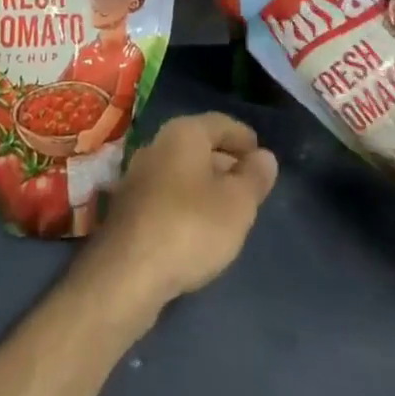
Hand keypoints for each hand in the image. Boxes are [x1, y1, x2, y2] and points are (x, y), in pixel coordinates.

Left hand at [77, 112, 277, 324]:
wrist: (128, 272)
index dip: (244, 138)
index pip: (221, 123)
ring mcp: (140, 174)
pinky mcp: (130, 205)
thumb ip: (254, 178)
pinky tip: (199, 228)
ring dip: (207, 185)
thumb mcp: (237, 204)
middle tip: (250, 186)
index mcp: (184, 132)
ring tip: (230, 210)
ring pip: (184, 170)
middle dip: (227, 162)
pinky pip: (169, 193)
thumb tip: (265, 157)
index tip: (262, 158)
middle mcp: (158, 143)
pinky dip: (189, 202)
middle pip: (201, 145)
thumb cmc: (191, 227)